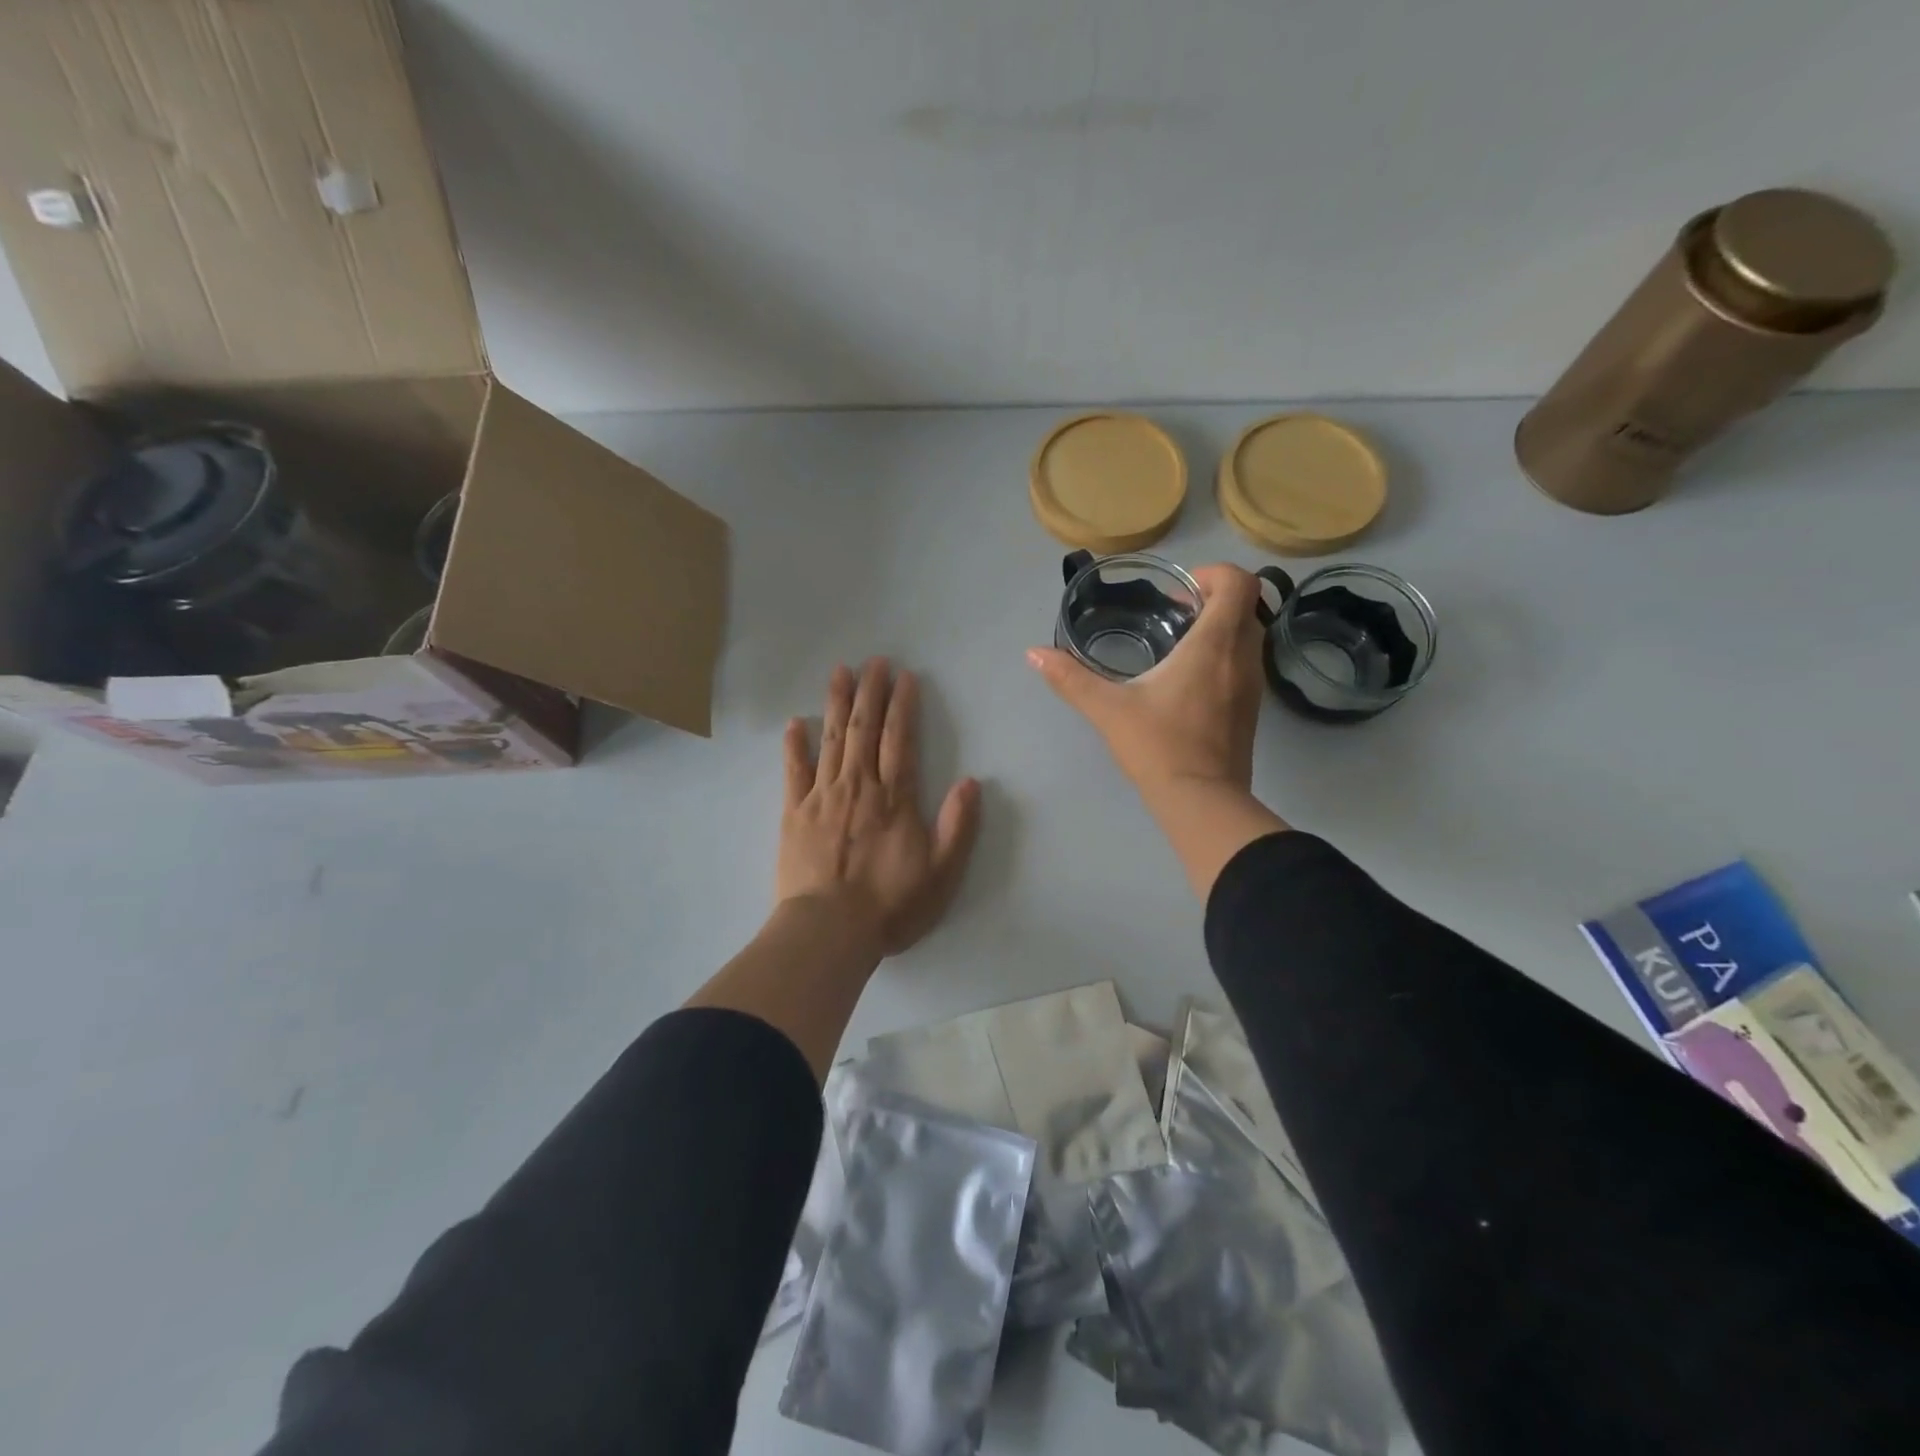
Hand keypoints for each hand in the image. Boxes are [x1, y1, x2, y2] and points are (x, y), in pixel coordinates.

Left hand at [778, 659, 982, 956]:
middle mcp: (858, 786)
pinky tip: (796, 722)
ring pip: (832, 739)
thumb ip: (957, 825)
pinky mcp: (794, 814)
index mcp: (894, 797)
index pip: (901, 739)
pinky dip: (795, 745)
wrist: (829, 931)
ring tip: (840, 672)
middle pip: (865, 729)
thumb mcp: (941, 872)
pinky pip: (794, 771)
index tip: (905, 677)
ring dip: (837, 703)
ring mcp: (822, 797)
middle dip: (871, 692)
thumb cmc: (890, 904)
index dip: (903, 706)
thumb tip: (971, 781)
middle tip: (874, 661)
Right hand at [1027, 564, 1267, 796]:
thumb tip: (1033, 654)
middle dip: (1214, 597)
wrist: (1201, 800)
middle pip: (1247, 604)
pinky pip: (1245, 661)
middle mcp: (1242, 657)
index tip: (1179, 590)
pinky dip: (1225, 653)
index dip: (1213, 573)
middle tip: (1175, 611)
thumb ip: (1070, 678)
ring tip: (1179, 642)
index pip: (1239, 583)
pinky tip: (1189, 678)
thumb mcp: (1108, 709)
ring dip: (1221, 626)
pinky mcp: (1251, 708)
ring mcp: (1252, 684)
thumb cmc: (1158, 746)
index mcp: (1214, 645)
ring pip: (1249, 634)